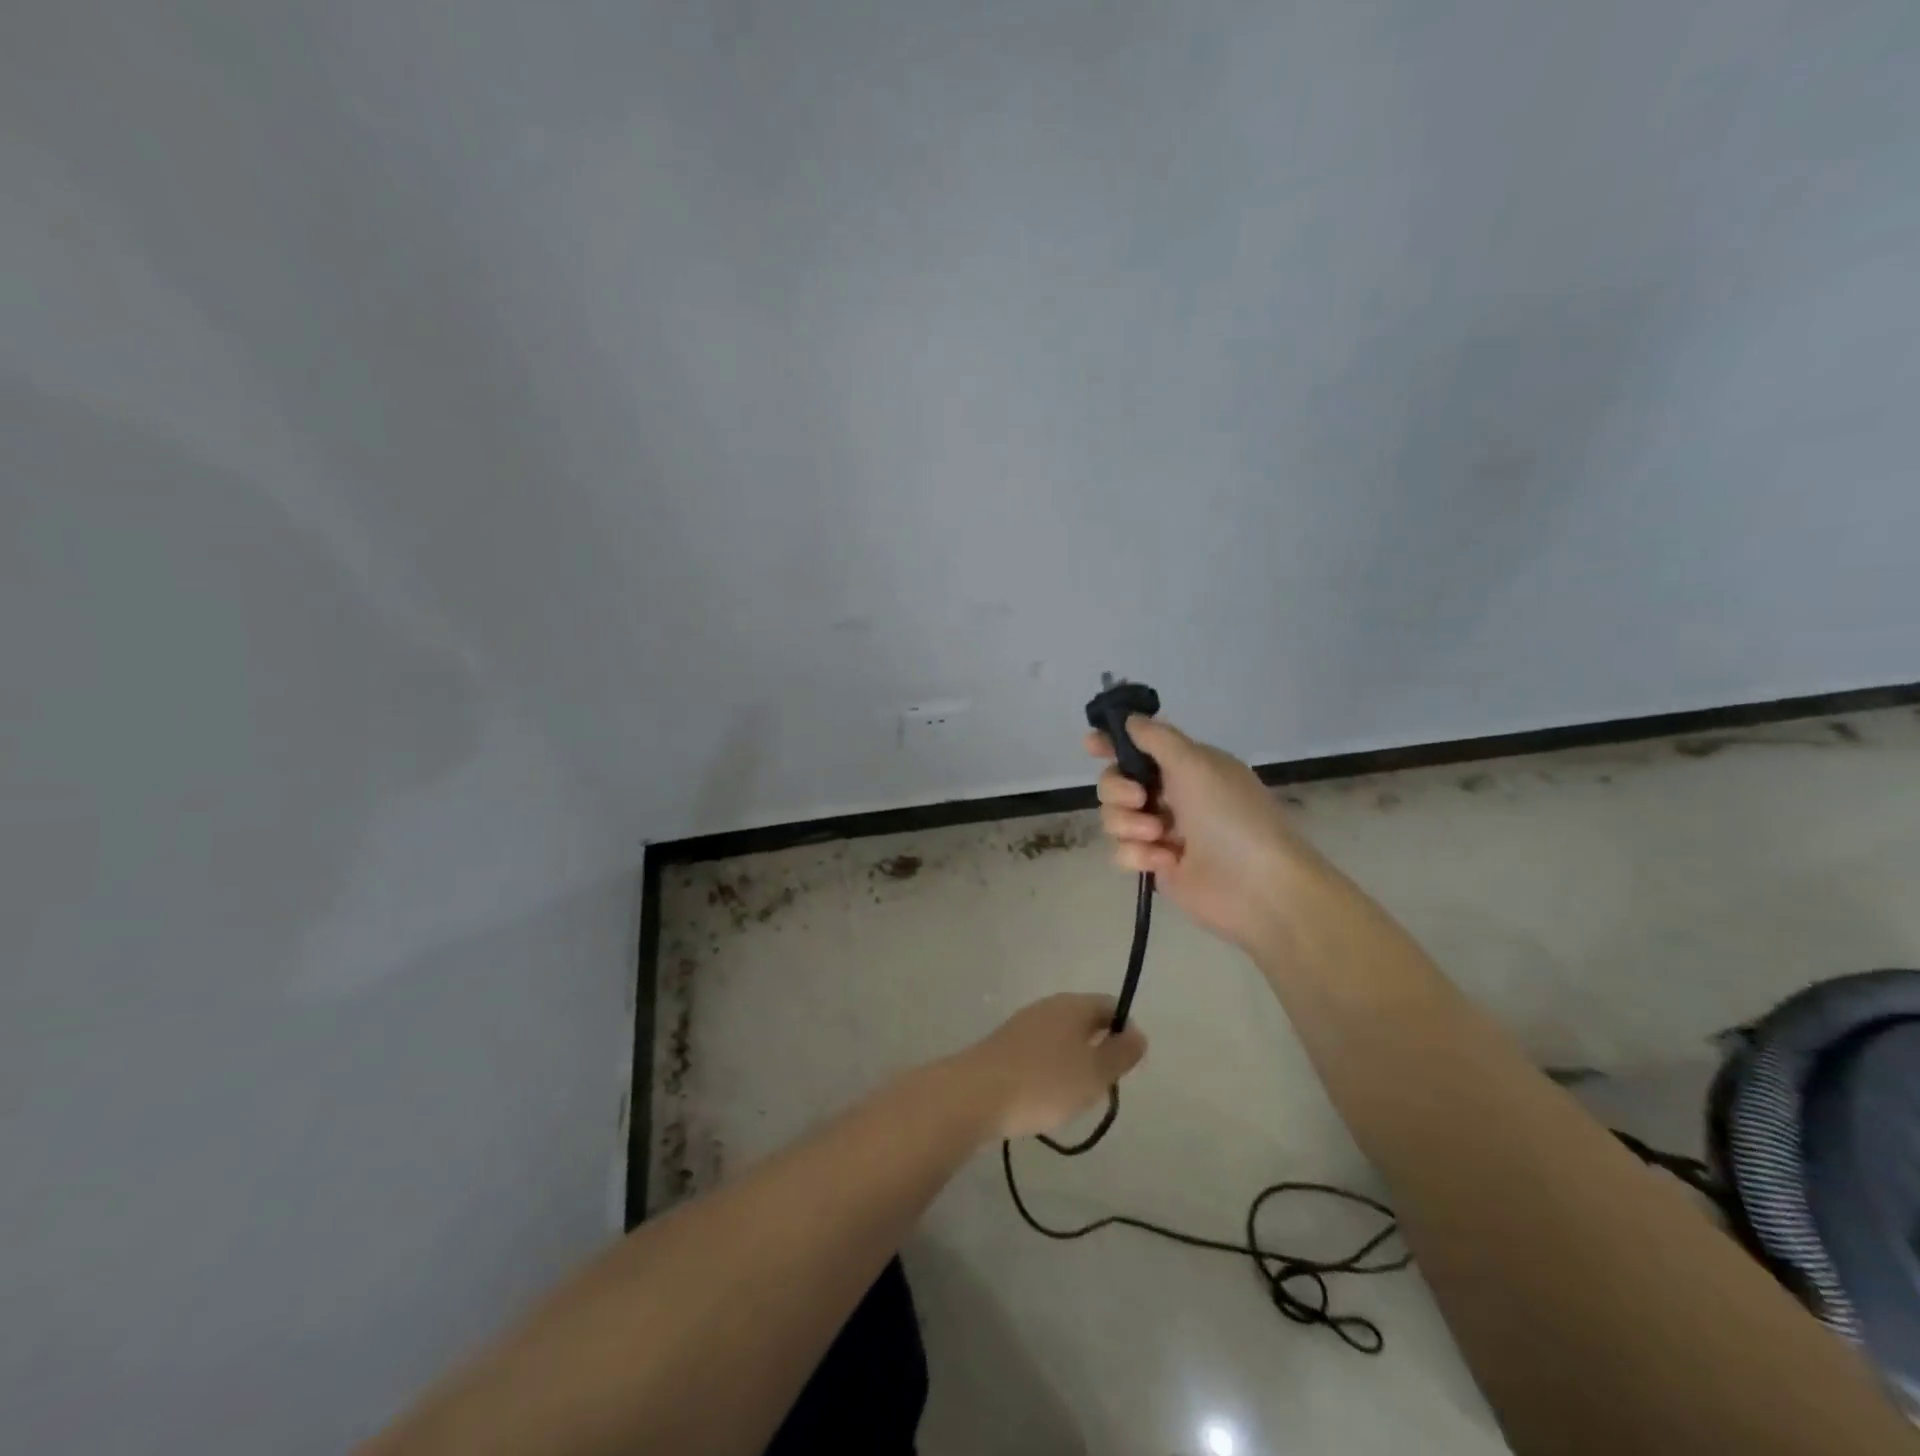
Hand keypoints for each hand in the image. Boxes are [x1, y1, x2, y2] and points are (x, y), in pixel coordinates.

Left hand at [956, 993, 1147, 1139]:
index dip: (1125, 1031)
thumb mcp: (1094, 1073)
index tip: (1126, 1065)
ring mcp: (1023, 1025)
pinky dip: (1050, 1071)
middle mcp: (1048, 1007)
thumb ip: (1120, 1053)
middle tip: (1103, 1085)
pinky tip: (1046, 1097)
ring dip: (1074, 1062)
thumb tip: (1137, 1033)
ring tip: (1075, 1096)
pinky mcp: (1005, 1046)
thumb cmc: (1044, 1083)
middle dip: (1099, 1049)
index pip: (1110, 1005)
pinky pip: (1040, 1053)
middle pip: (1085, 1020)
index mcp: (1072, 1005)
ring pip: (1062, 1038)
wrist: (975, 1094)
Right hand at [1087, 716, 1321, 949]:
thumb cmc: (1230, 815)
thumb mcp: (1195, 763)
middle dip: (1118, 790)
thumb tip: (1129, 719)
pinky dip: (1138, 856)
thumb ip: (1156, 738)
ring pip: (1113, 818)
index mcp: (1185, 766)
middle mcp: (1170, 795)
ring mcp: (1161, 832)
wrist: (1257, 886)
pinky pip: (1122, 852)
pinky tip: (1165, 863)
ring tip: (1159, 838)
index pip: (1139, 746)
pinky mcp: (1155, 865)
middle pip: (1114, 782)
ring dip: (1129, 825)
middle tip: (1140, 801)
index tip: (1091, 745)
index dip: (1111, 743)